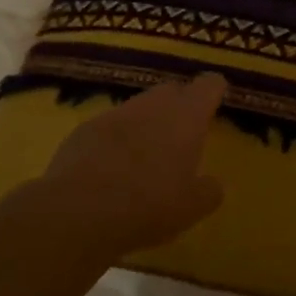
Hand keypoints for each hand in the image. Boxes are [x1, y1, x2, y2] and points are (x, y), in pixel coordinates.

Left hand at [37, 73, 227, 256]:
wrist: (78, 211)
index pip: (209, 85)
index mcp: (187, 116)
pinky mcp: (85, 128)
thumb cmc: (148, 205)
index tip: (216, 102)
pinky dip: (116, 139)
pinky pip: (110, 126)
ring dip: (146, 123)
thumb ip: (209, 191)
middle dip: (179, 106)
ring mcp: (116, 113)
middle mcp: (153, 104)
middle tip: (182, 135)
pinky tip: (111, 167)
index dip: (214, 91)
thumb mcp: (192, 208)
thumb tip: (212, 184)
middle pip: (172, 91)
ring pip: (139, 107)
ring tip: (146, 155)